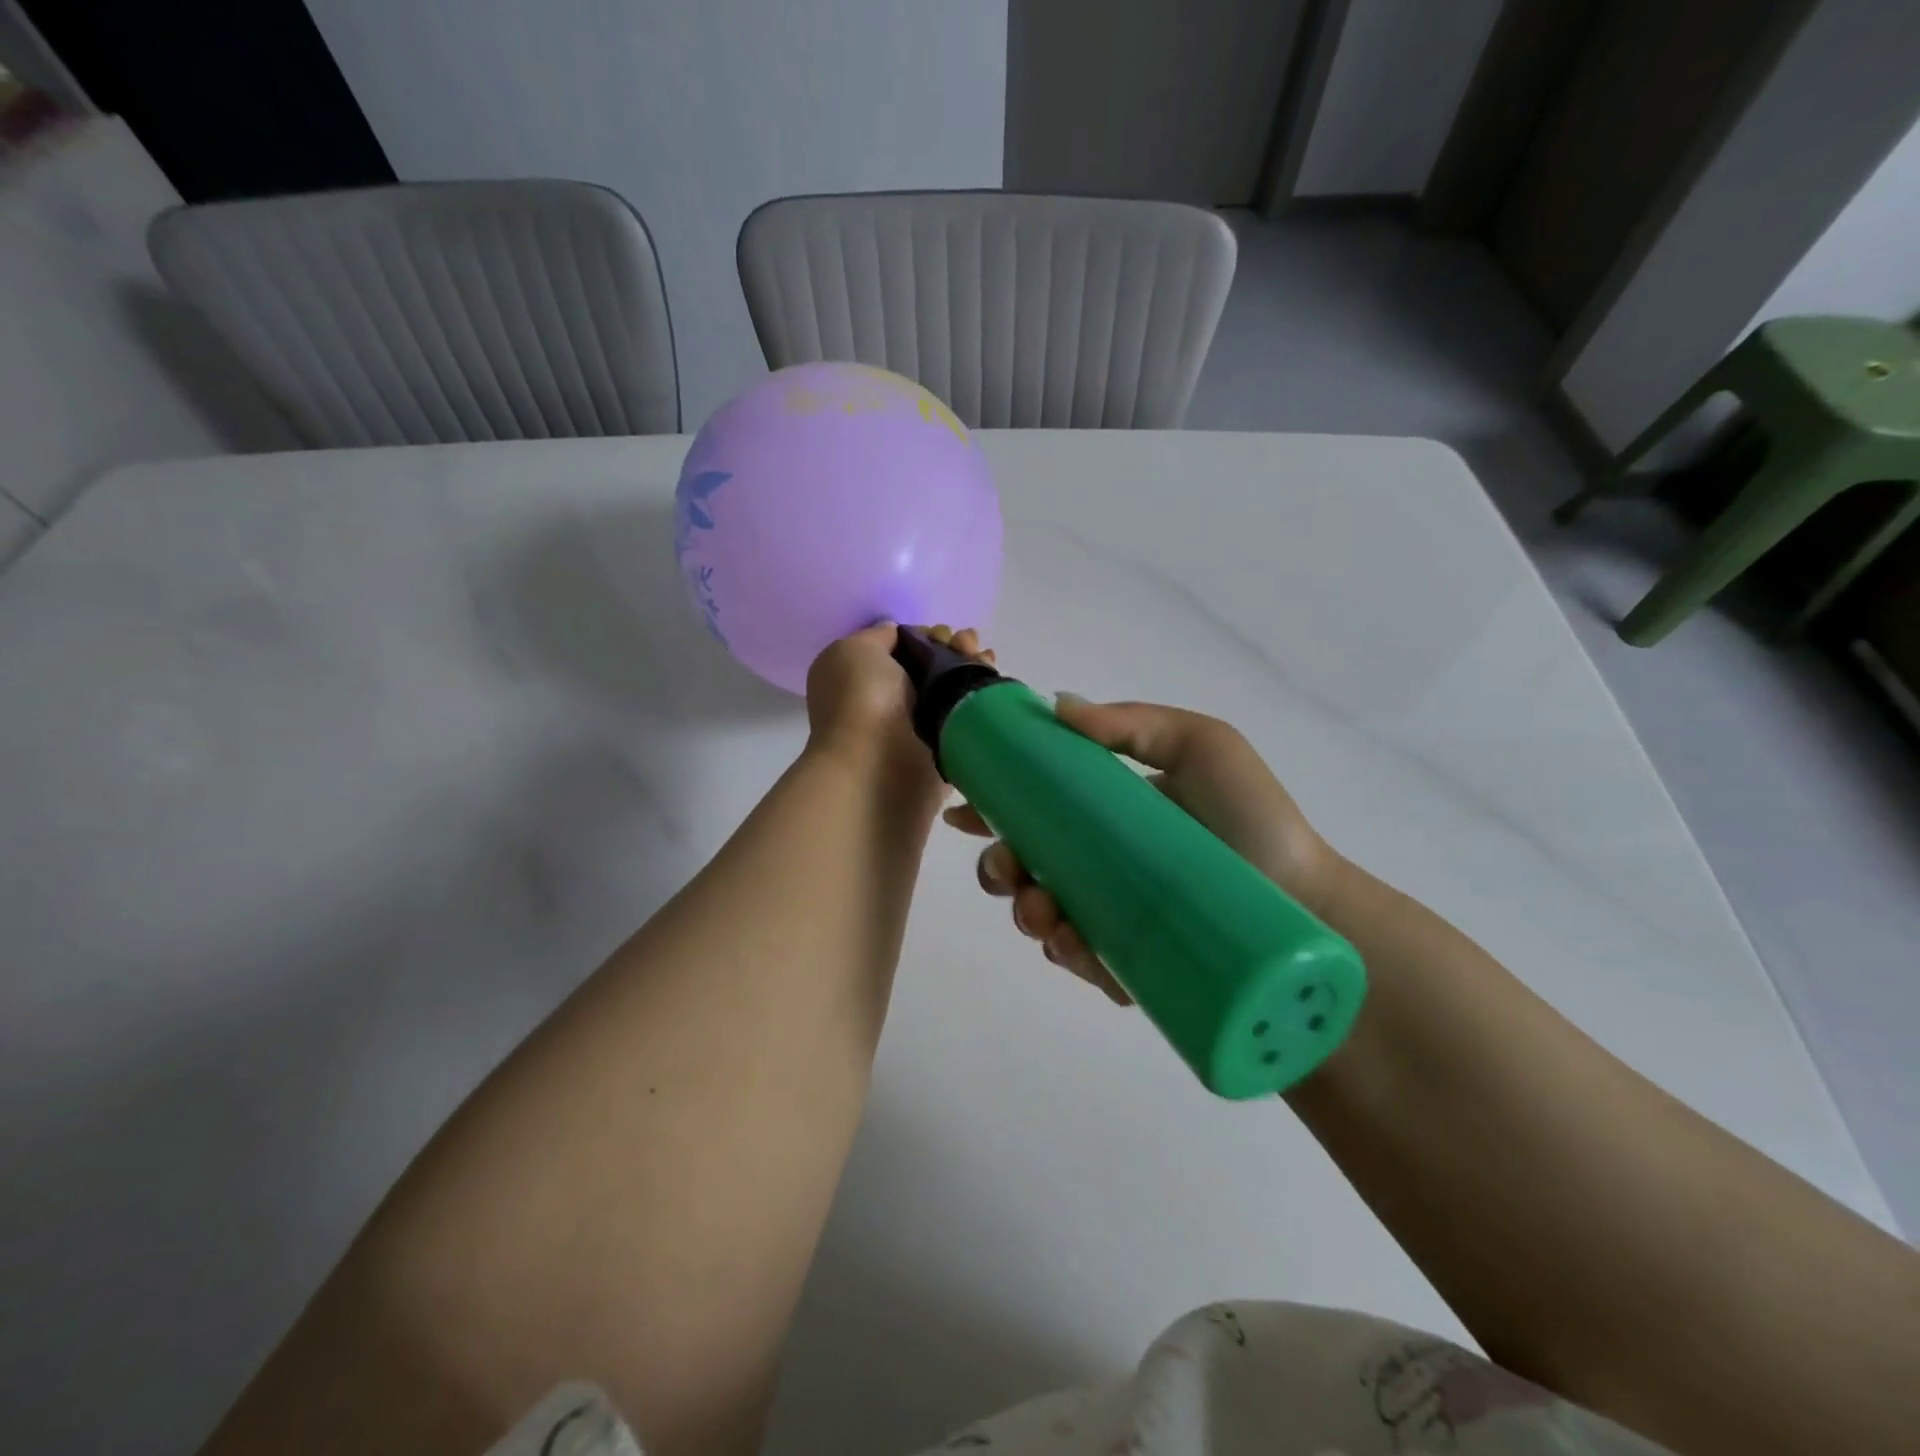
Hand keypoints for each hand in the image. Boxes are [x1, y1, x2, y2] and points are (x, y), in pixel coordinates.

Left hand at [804, 622, 993, 795]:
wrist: (877, 765)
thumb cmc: (860, 700)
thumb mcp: (855, 650)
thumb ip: (879, 636)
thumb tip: (898, 634)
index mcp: (863, 678)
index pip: (903, 649)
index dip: (925, 635)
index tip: (940, 633)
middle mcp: (891, 702)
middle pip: (933, 665)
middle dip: (953, 647)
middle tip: (966, 642)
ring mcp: (920, 727)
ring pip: (953, 688)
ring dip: (971, 666)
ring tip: (985, 656)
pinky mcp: (946, 748)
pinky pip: (968, 716)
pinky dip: (983, 696)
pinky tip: (992, 678)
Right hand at [946, 699, 1333, 1003]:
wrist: (1304, 900)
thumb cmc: (1251, 817)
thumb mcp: (1200, 746)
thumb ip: (1133, 722)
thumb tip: (1057, 704)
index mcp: (1105, 812)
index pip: (1034, 805)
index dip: (992, 804)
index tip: (962, 805)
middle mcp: (1097, 861)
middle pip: (1023, 864)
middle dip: (997, 866)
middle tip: (1008, 869)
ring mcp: (1107, 911)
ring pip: (1039, 913)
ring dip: (1023, 910)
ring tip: (1043, 912)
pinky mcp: (1124, 960)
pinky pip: (1076, 957)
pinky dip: (1061, 950)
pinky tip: (1069, 942)